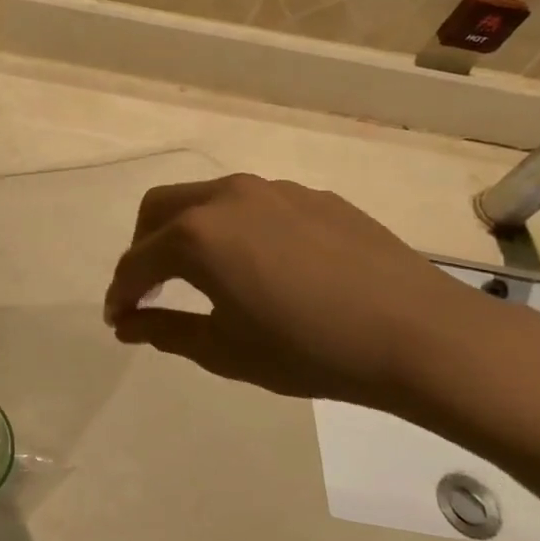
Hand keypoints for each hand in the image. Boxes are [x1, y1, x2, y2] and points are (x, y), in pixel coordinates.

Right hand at [104, 175, 499, 413]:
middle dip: (142, 247)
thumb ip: (164, 330)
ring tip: (205, 276)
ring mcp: (274, 190)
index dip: (121, 293)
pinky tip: (263, 267)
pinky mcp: (314, 197)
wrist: (422, 336)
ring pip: (207, 200)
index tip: (117, 320)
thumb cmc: (309, 349)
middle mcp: (227, 197)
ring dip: (188, 233)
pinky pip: (255, 207)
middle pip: (159, 209)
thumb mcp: (224, 350)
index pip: (137, 262)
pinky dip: (235, 231)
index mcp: (196, 234)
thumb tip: (126, 323)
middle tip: (149, 288)